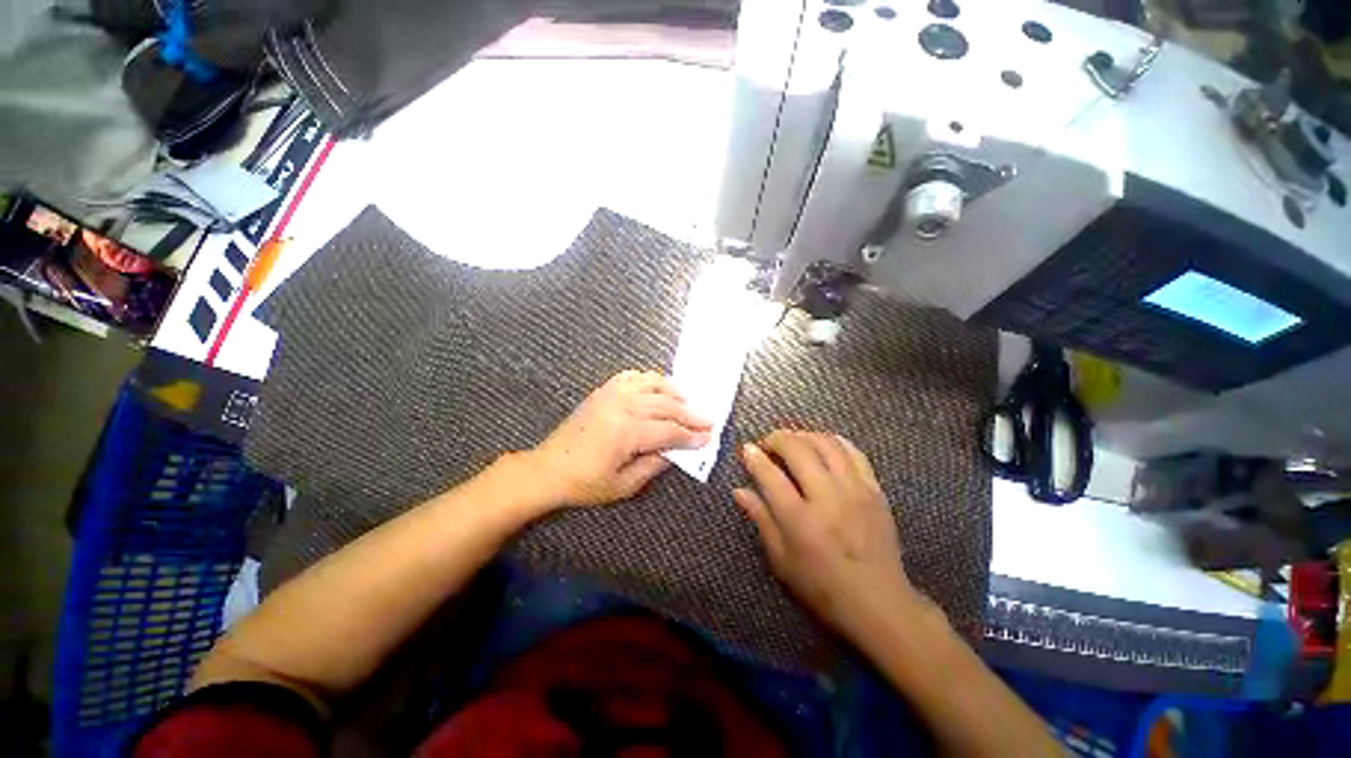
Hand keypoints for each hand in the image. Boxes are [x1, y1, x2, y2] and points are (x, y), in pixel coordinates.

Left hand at [528, 370, 711, 506]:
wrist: (548, 469)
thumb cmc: (585, 483)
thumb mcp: (624, 485)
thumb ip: (654, 465)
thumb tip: (677, 451)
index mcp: (627, 431)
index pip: (669, 430)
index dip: (691, 435)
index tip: (708, 437)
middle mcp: (622, 406)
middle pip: (666, 405)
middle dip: (690, 414)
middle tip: (707, 420)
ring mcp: (611, 394)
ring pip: (652, 384)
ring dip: (673, 391)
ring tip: (687, 400)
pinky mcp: (602, 391)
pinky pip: (631, 376)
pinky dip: (648, 378)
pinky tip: (657, 385)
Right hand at [734, 431, 925, 639]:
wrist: (878, 602)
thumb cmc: (821, 586)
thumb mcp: (781, 560)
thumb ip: (760, 519)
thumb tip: (739, 490)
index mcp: (800, 521)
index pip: (770, 476)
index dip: (754, 457)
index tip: (747, 449)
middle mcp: (827, 498)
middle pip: (798, 450)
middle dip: (777, 438)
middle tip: (767, 442)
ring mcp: (854, 491)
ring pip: (826, 444)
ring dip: (803, 435)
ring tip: (792, 440)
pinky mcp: (874, 490)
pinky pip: (853, 452)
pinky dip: (833, 441)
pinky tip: (822, 444)